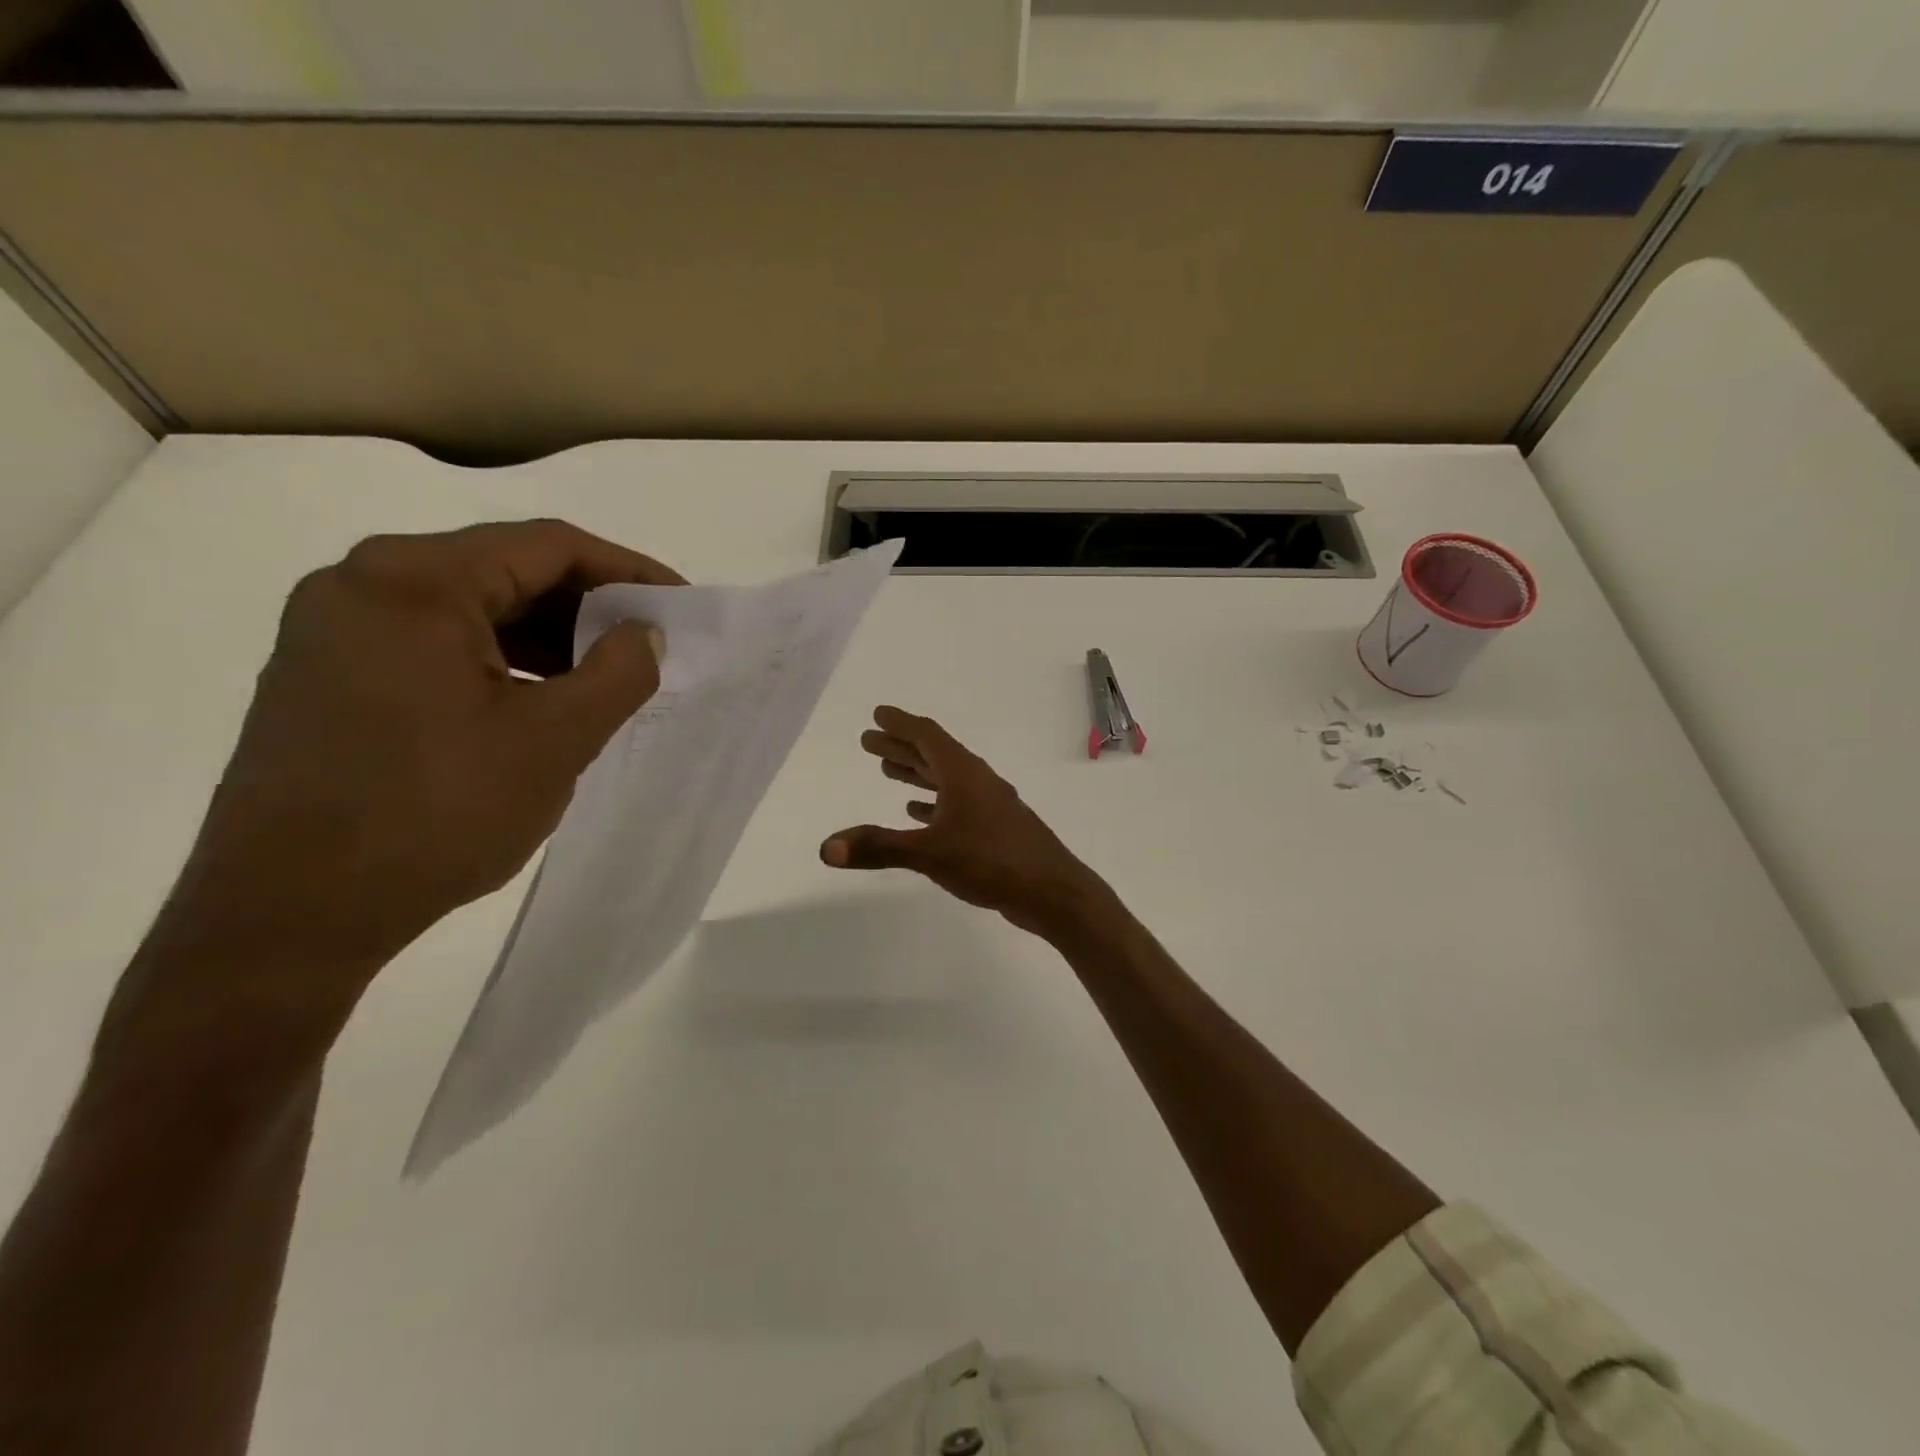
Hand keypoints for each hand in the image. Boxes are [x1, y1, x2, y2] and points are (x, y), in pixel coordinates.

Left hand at [134, 520, 682, 1047]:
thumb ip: (619, 673)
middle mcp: (362, 583)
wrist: (289, 917)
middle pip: (506, 568)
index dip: (629, 572)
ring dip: (547, 636)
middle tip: (647, 648)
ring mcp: (334, 629)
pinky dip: (500, 659)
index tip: (679, 609)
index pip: (548, 545)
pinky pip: (436, 642)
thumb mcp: (554, 741)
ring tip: (603, 679)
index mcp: (413, 581)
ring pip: (472, 607)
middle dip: (588, 606)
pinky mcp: (326, 674)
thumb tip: (647, 633)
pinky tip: (538, 700)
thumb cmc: (434, 815)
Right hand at [820, 707, 1109, 936]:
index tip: (878, 714)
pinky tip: (916, 812)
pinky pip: (956, 805)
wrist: (1051, 891)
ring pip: (945, 779)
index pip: (927, 736)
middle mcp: (976, 782)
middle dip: (900, 746)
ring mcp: (988, 805)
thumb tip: (826, 847)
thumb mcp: (929, 853)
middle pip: (933, 754)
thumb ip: (878, 848)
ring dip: (916, 773)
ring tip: (887, 769)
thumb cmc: (991, 861)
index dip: (900, 723)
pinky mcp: (994, 829)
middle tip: (868, 741)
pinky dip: (933, 803)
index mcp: (963, 774)